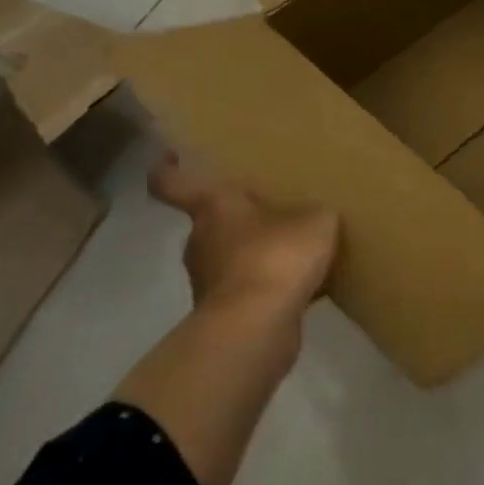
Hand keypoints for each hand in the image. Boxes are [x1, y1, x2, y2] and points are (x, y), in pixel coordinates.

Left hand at [148, 151, 338, 330]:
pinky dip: (270, 287)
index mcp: (215, 207)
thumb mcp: (316, 220)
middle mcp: (201, 240)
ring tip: (297, 249)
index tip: (169, 156)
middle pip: (212, 221)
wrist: (256, 328)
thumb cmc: (277, 256)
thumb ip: (313, 212)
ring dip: (257, 253)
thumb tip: (311, 217)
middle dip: (240, 217)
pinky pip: (249, 289)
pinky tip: (305, 286)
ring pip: (231, 256)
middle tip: (274, 209)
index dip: (168, 168)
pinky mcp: (225, 314)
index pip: (174, 183)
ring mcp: (208, 281)